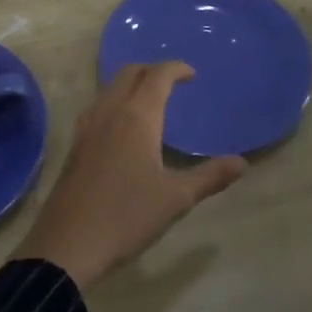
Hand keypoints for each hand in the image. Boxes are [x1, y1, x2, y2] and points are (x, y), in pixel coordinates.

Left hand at [14, 62, 247, 288]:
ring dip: (131, 84)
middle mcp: (109, 111)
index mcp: (137, 117)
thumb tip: (242, 162)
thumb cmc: (127, 216)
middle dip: (152, 70)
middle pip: (130, 73)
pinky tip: (122, 126)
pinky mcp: (76, 143)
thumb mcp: (176, 199)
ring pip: (110, 87)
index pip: (157, 76)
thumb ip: (210, 177)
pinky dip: (115, 101)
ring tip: (150, 101)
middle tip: (173, 82)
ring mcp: (88, 126)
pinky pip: (98, 106)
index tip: (192, 74)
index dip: (175, 69)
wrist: (69, 243)